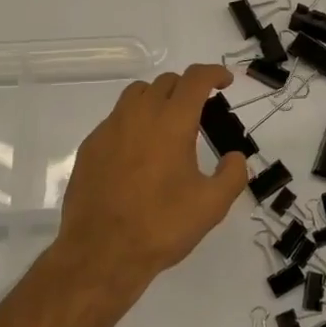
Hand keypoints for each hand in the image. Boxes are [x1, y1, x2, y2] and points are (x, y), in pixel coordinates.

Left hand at [56, 63, 248, 292]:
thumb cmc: (161, 225)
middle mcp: (139, 115)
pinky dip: (133, 123)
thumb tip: (235, 157)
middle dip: (187, 88)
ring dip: (157, 99)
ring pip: (137, 94)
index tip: (225, 82)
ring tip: (167, 126)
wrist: (101, 252)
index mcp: (172, 122)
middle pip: (166, 82)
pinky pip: (116, 119)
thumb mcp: (211, 206)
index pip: (195, 79)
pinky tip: (138, 154)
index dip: (214, 73)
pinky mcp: (90, 146)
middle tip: (200, 112)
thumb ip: (232, 175)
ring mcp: (110, 128)